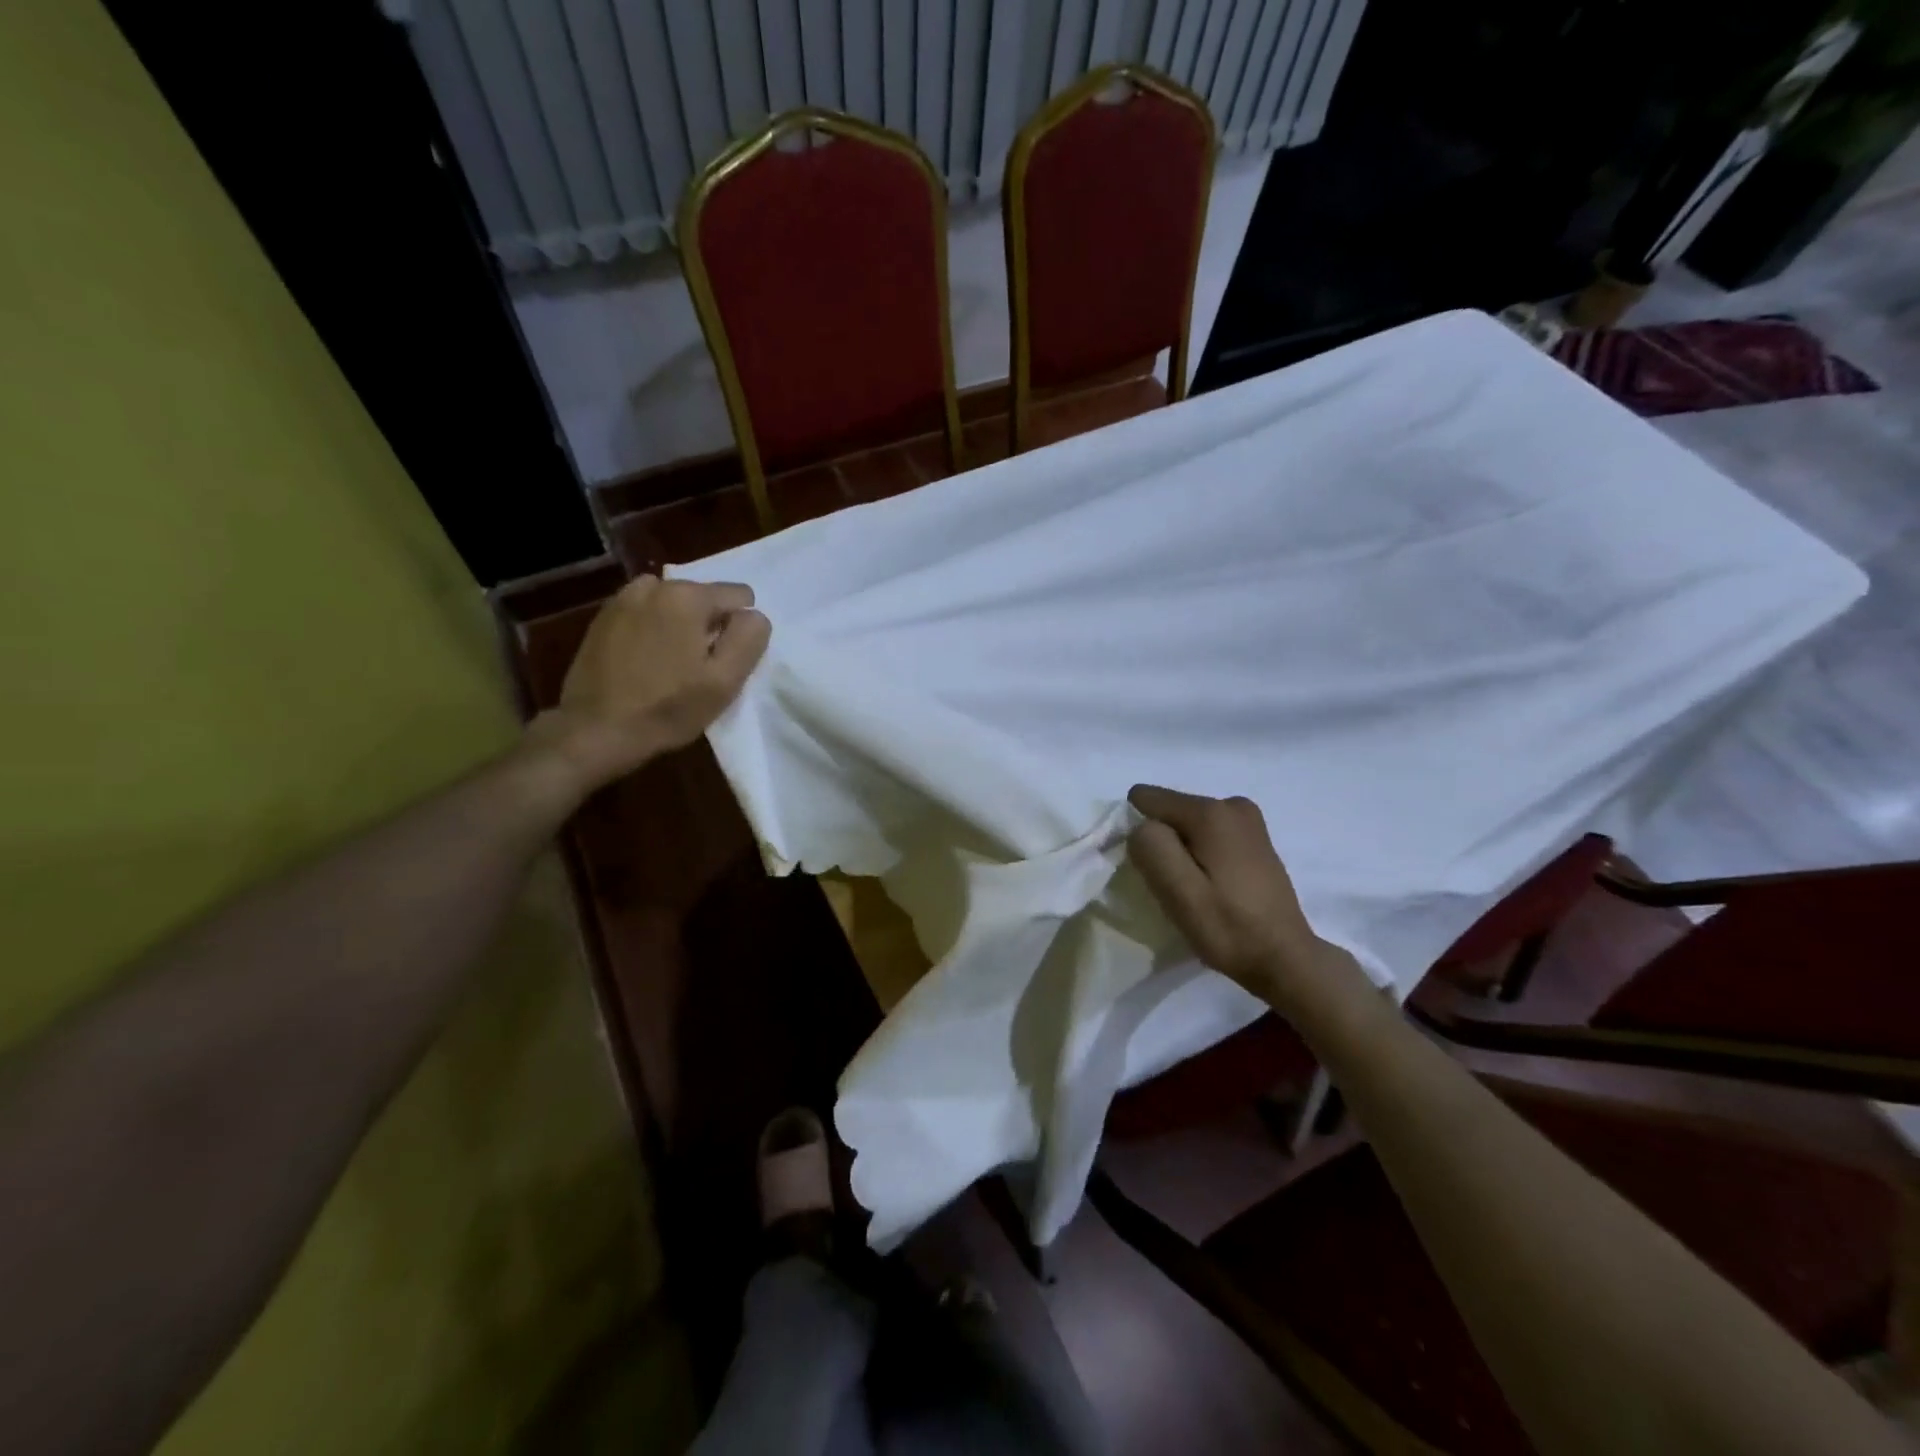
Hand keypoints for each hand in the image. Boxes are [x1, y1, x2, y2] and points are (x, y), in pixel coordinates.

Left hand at [527, 576, 770, 794]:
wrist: (595, 730)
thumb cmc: (668, 708)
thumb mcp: (725, 681)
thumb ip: (749, 638)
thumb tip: (753, 616)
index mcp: (688, 597)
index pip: (739, 596)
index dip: (739, 631)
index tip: (722, 661)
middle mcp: (654, 586)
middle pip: (704, 598)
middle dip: (708, 626)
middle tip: (696, 669)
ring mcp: (623, 600)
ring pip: (674, 605)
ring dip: (680, 627)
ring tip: (670, 665)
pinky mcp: (602, 618)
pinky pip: (646, 615)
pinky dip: (653, 631)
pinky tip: (644, 664)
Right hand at [1127, 784, 1322, 999]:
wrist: (1286, 959)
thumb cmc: (1229, 928)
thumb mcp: (1178, 892)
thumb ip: (1151, 847)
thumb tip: (1142, 826)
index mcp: (1210, 812)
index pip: (1146, 799)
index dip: (1139, 834)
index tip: (1152, 870)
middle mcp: (1231, 804)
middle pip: (1170, 812)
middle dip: (1163, 844)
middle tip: (1176, 886)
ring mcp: (1248, 820)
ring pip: (1188, 825)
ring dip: (1182, 852)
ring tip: (1196, 889)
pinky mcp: (1256, 838)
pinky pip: (1209, 834)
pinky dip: (1201, 855)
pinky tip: (1214, 885)